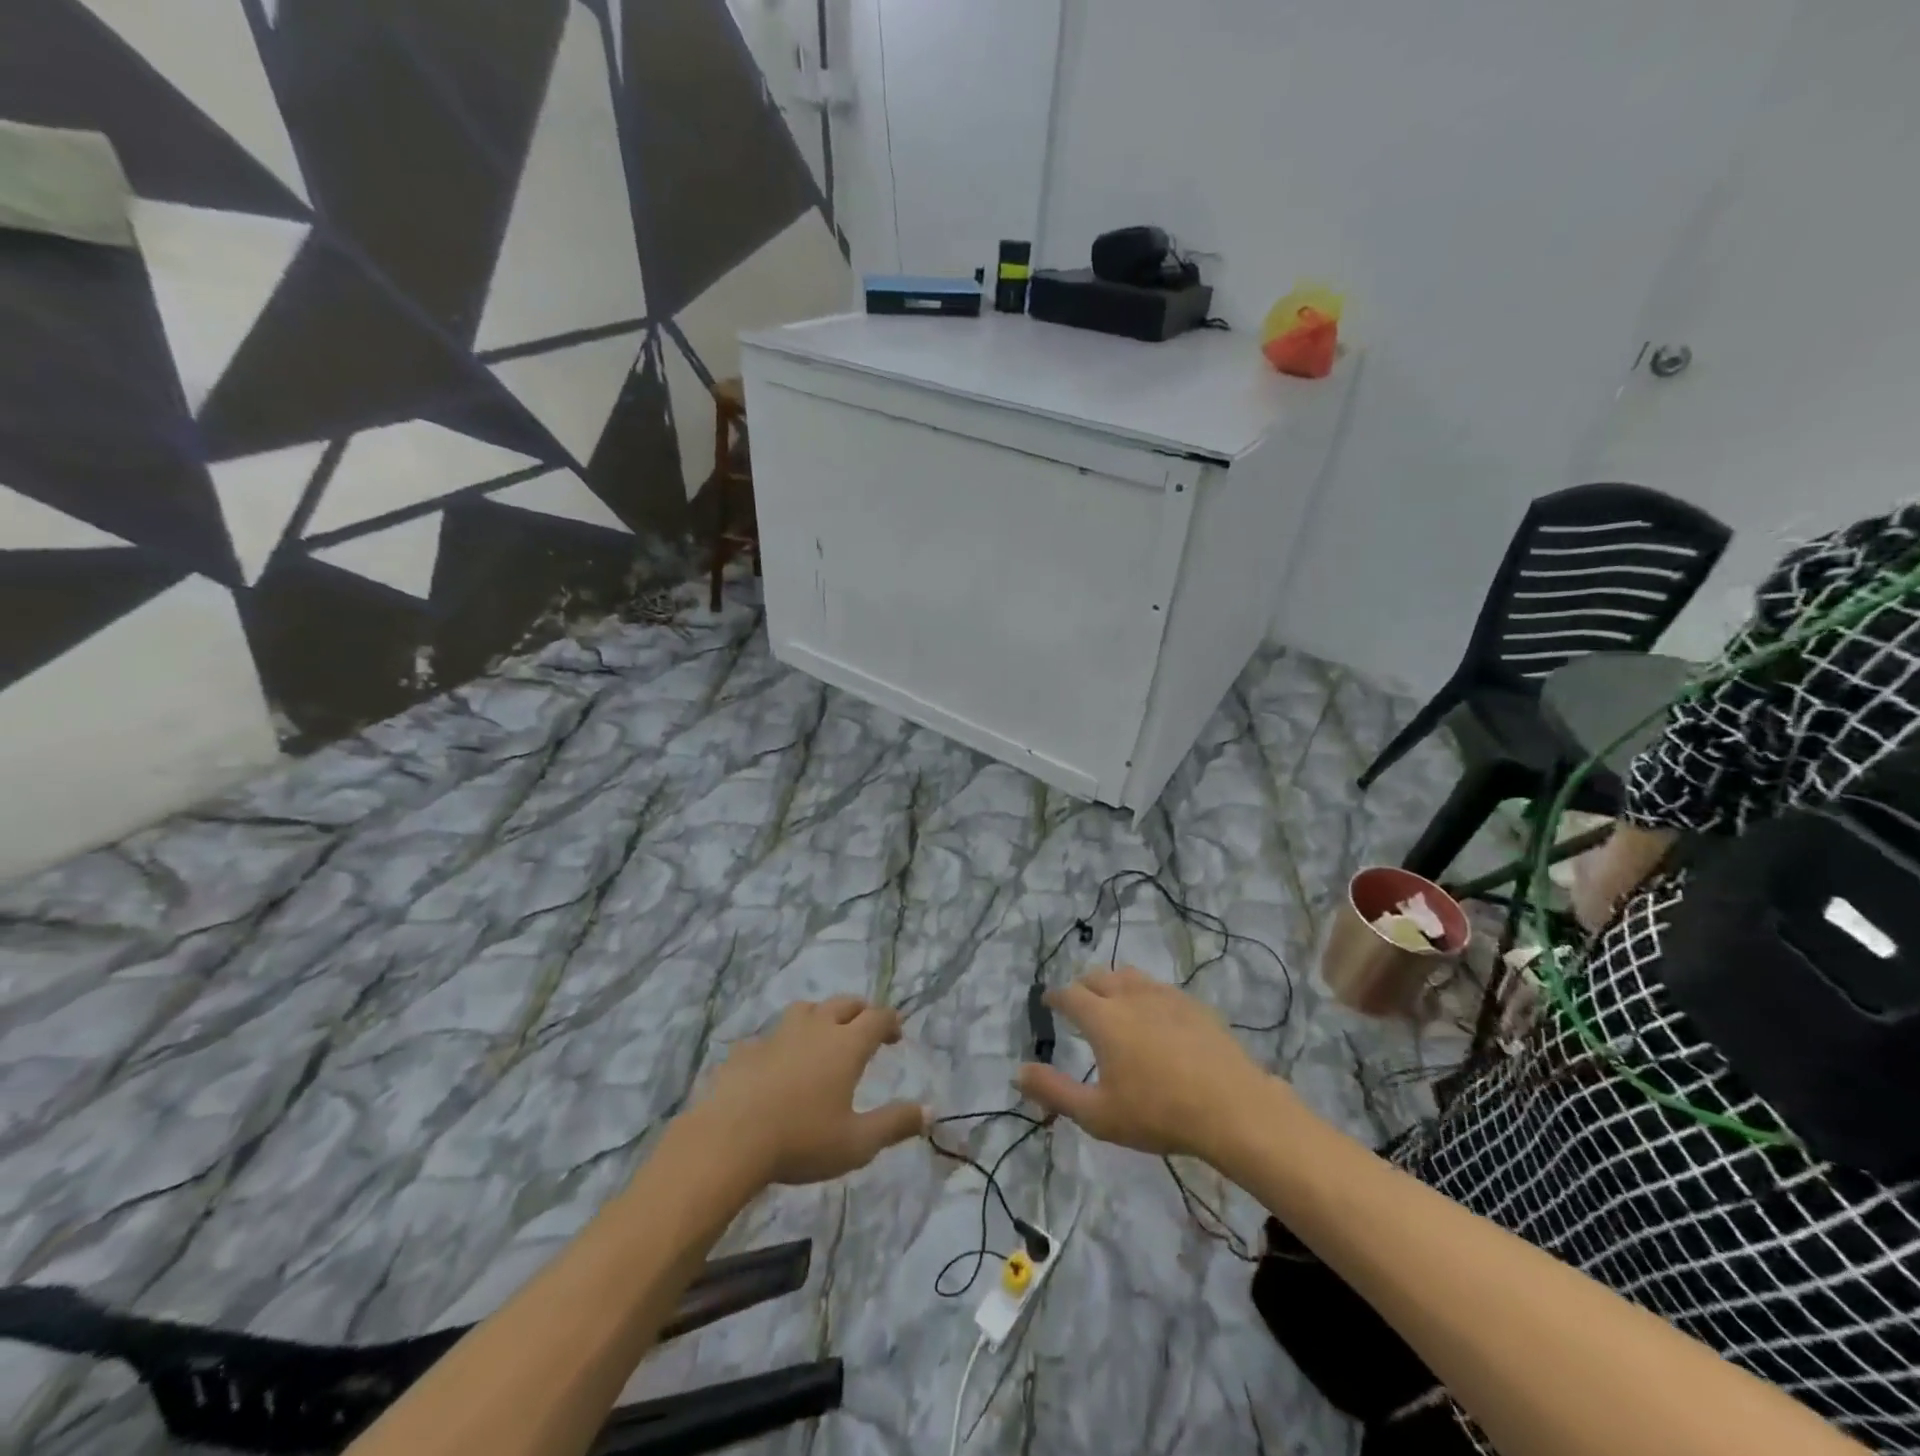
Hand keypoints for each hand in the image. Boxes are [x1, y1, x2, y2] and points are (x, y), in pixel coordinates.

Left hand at [693, 996, 927, 1185]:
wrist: (729, 1139)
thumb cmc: (802, 1140)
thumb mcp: (857, 1143)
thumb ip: (895, 1124)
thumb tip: (930, 1112)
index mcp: (846, 1045)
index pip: (877, 1017)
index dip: (890, 1022)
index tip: (896, 1034)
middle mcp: (816, 1029)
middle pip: (844, 1003)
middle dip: (860, 1011)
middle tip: (866, 1028)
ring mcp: (778, 1035)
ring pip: (806, 1009)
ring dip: (821, 1016)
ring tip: (823, 1035)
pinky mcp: (747, 1050)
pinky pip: (770, 1036)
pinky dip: (782, 1043)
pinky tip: (777, 1064)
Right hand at [1015, 968, 1270, 1164]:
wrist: (1232, 1108)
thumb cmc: (1158, 1113)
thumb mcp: (1097, 1114)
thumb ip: (1054, 1091)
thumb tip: (1018, 1073)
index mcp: (1102, 1018)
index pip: (1069, 995)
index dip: (1055, 997)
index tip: (1048, 1001)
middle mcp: (1129, 996)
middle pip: (1098, 977)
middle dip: (1083, 986)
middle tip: (1079, 1002)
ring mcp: (1165, 996)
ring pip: (1130, 976)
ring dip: (1114, 983)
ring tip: (1114, 1000)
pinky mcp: (1193, 1004)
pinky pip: (1160, 987)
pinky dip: (1145, 993)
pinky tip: (1154, 1014)